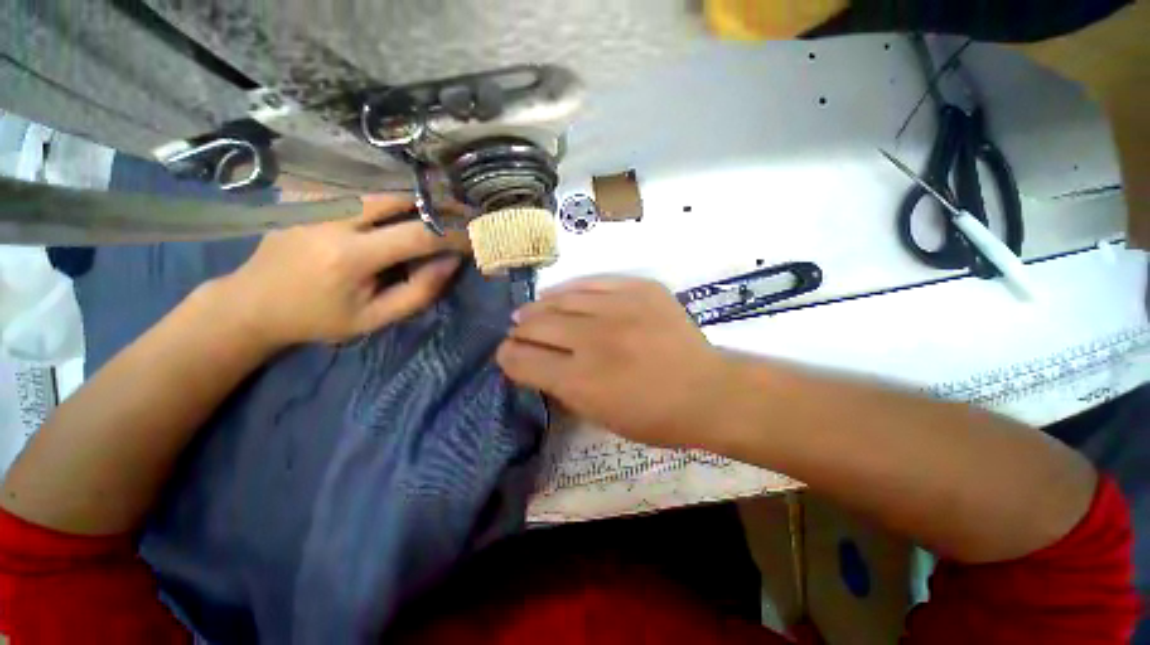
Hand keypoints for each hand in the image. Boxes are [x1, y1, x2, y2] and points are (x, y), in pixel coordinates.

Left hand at [219, 195, 467, 346]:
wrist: (253, 303)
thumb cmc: (319, 318)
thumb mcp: (374, 319)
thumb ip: (418, 292)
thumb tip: (451, 262)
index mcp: (350, 256)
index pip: (417, 235)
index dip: (452, 234)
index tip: (473, 237)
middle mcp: (332, 218)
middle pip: (400, 197)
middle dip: (436, 205)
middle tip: (460, 215)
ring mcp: (316, 201)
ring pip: (379, 187)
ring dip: (414, 199)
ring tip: (436, 212)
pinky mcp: (307, 196)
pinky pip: (358, 188)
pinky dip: (386, 197)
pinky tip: (396, 209)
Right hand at [497, 277, 732, 447]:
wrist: (707, 390)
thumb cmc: (655, 417)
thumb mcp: (601, 417)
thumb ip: (564, 388)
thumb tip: (538, 364)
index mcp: (581, 382)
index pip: (524, 360)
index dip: (508, 357)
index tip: (505, 354)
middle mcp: (593, 340)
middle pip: (537, 325)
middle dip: (519, 330)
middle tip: (517, 331)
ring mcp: (618, 309)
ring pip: (561, 300)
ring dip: (538, 307)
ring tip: (529, 311)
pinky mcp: (639, 290)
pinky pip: (592, 282)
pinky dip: (569, 290)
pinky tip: (558, 295)